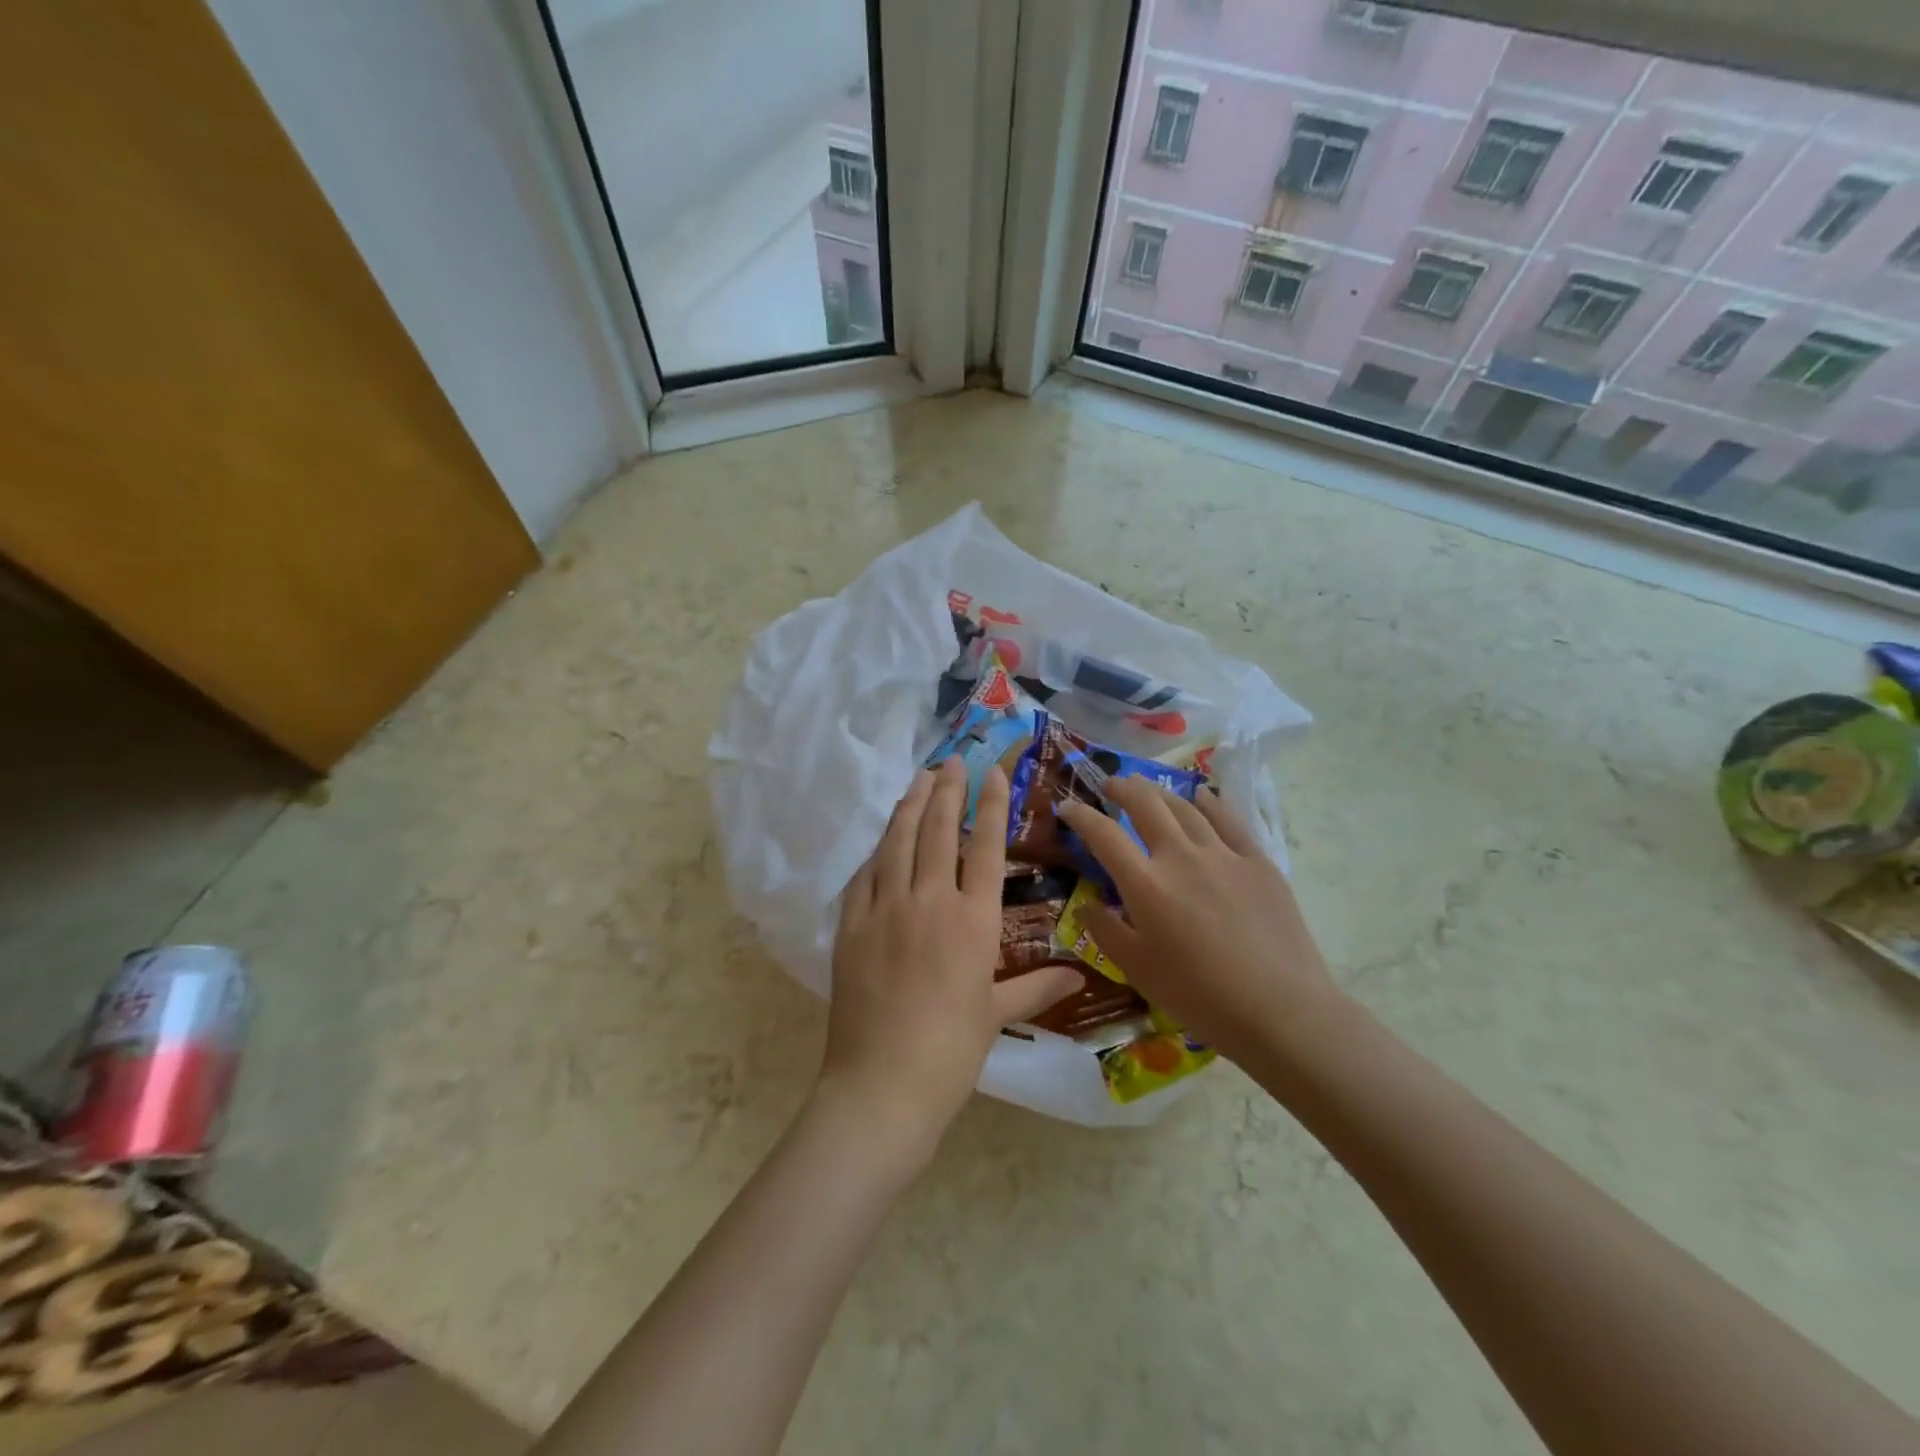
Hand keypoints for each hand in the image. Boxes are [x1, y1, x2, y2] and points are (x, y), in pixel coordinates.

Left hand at [821, 756, 1080, 1167]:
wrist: (882, 1084)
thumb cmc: (950, 1052)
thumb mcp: (996, 1015)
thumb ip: (1037, 988)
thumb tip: (1079, 977)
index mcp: (972, 921)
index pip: (984, 846)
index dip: (991, 804)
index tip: (993, 772)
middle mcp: (929, 901)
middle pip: (939, 830)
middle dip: (947, 789)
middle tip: (951, 760)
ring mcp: (884, 908)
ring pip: (897, 842)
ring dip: (909, 806)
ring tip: (918, 780)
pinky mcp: (850, 925)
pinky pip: (864, 874)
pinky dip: (877, 850)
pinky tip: (883, 838)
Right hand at [1056, 782, 1344, 1066]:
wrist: (1280, 1009)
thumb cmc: (1199, 996)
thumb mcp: (1137, 970)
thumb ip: (1106, 930)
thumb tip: (1089, 903)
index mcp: (1145, 883)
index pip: (1103, 834)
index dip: (1080, 815)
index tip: (1067, 807)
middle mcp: (1180, 856)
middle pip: (1146, 804)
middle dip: (1122, 788)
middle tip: (1110, 785)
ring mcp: (1223, 854)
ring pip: (1185, 807)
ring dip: (1160, 792)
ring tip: (1148, 790)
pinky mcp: (1258, 861)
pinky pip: (1229, 819)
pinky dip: (1209, 803)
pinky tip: (1201, 797)